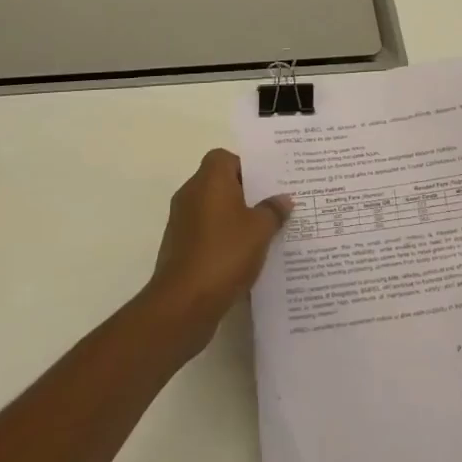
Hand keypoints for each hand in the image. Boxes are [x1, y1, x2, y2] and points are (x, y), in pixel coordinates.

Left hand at [144, 149, 293, 355]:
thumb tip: (283, 199)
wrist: (183, 303)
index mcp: (209, 180)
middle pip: (219, 183)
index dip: (246, 167)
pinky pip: (205, 233)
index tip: (267, 184)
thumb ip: (273, 210)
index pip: (225, 158)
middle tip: (272, 207)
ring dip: (234, 219)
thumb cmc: (224, 254)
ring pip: (213, 210)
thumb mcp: (260, 230)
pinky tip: (243, 257)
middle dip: (245, 194)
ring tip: (263, 234)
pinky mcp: (178, 248)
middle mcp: (190, 194)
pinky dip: (221, 239)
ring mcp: (181, 222)